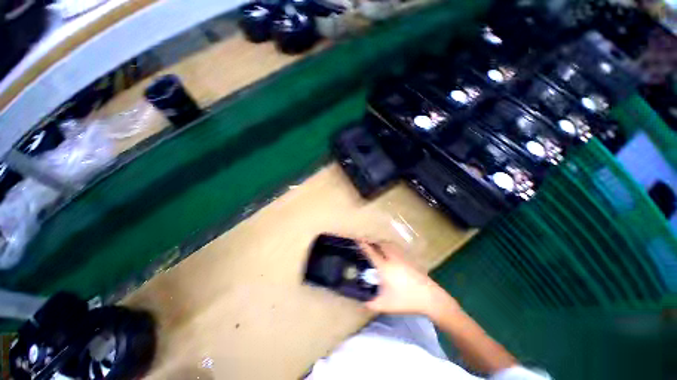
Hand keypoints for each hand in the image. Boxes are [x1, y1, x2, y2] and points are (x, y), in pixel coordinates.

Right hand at [358, 240, 459, 319]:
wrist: (430, 297)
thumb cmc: (406, 300)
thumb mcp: (385, 305)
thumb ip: (370, 303)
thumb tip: (361, 302)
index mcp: (384, 267)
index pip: (371, 252)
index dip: (363, 245)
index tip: (357, 238)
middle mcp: (392, 258)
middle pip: (381, 244)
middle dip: (372, 241)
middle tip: (366, 241)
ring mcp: (402, 257)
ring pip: (389, 244)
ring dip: (382, 242)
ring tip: (377, 244)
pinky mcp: (409, 260)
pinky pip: (396, 248)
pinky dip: (390, 246)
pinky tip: (391, 251)